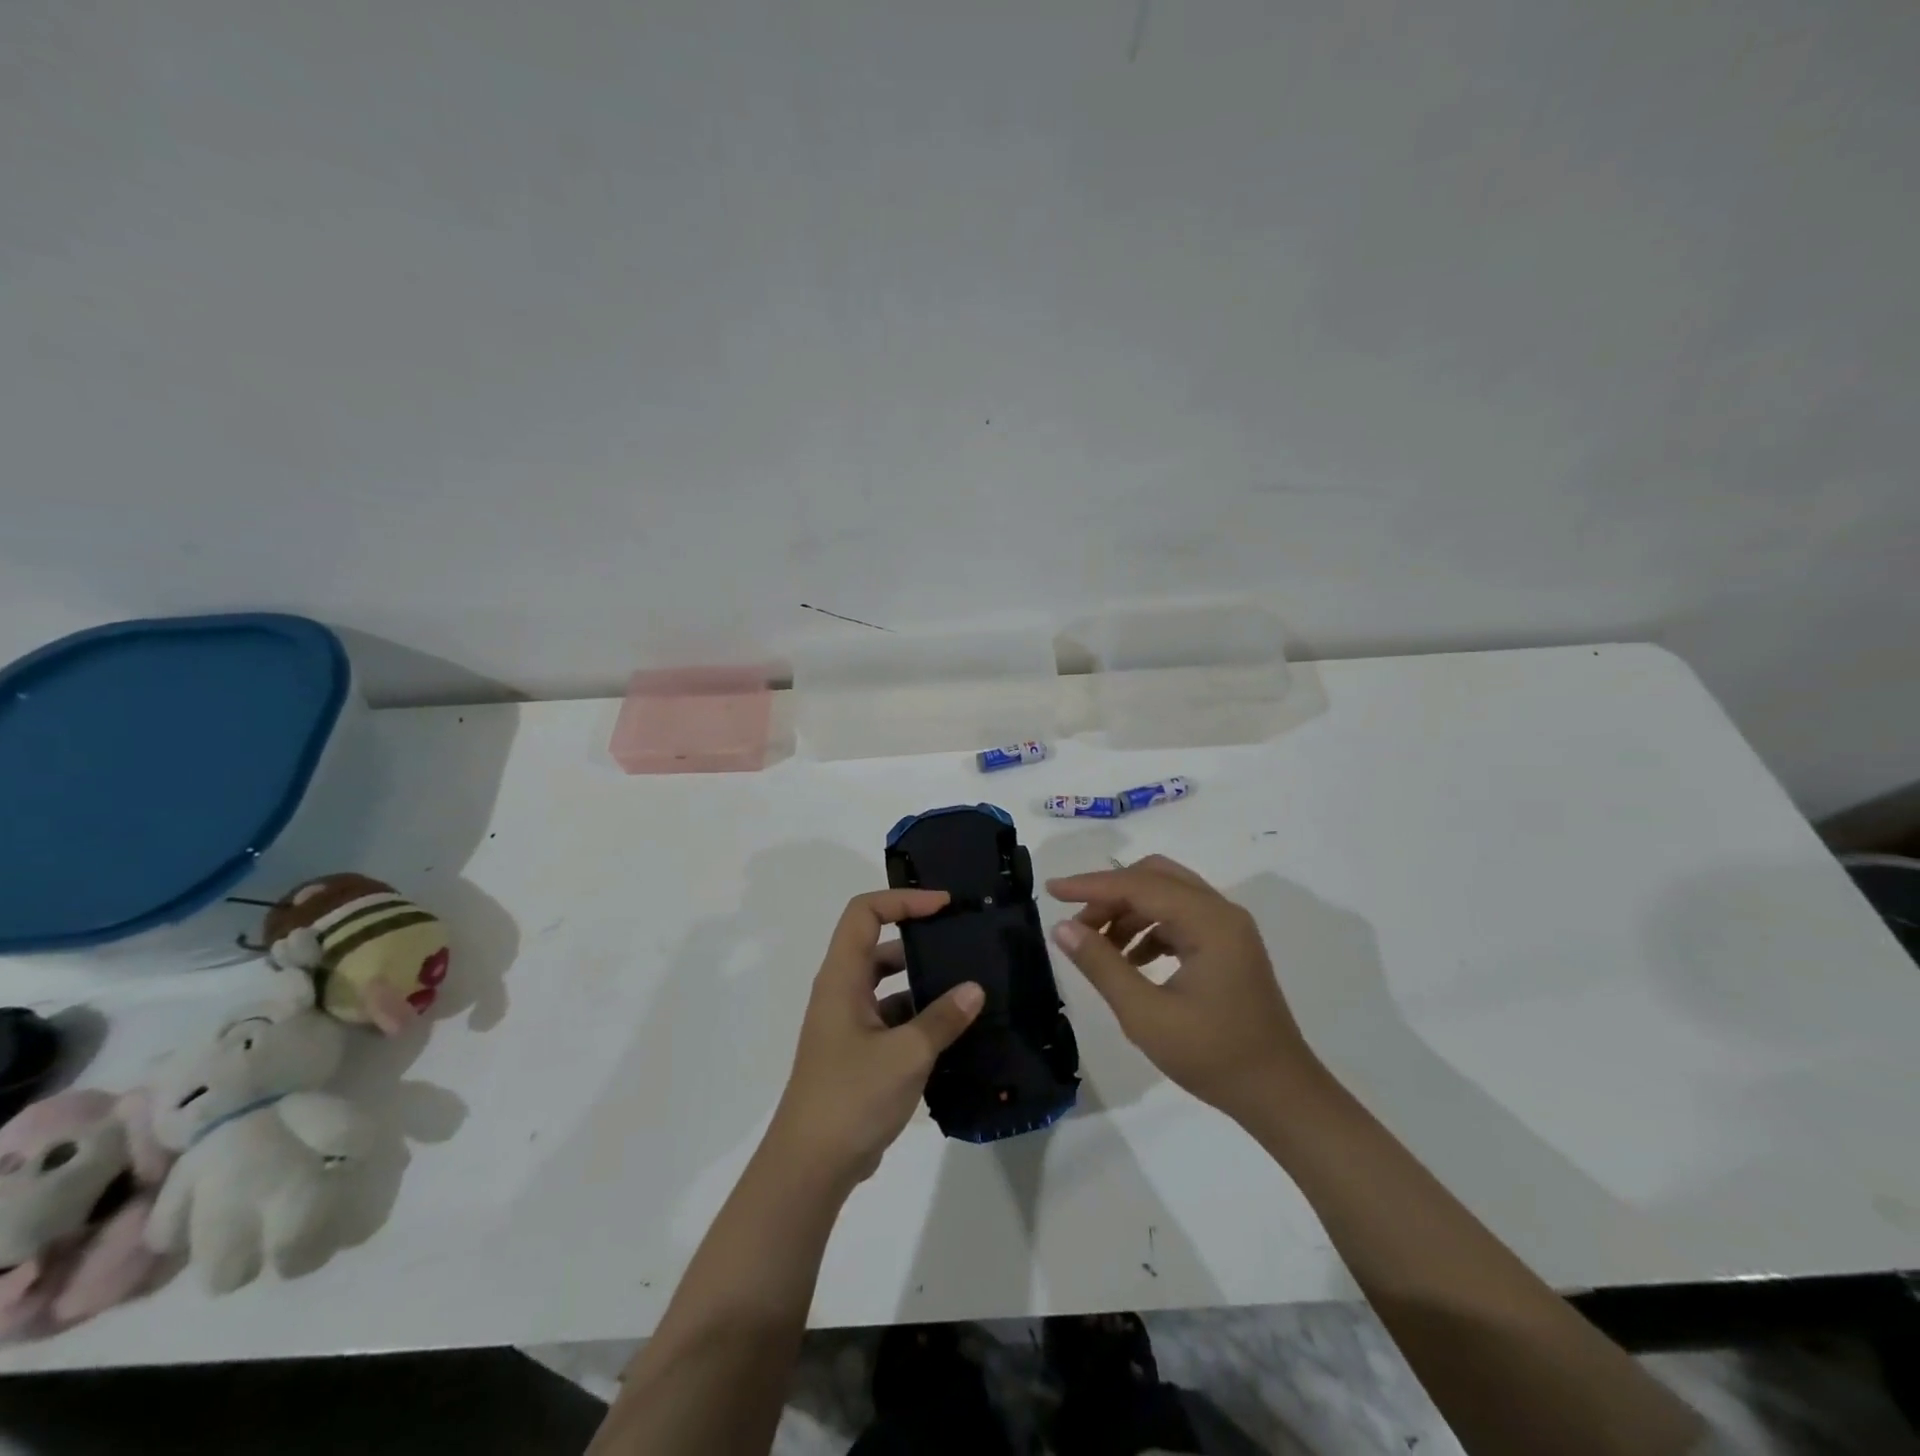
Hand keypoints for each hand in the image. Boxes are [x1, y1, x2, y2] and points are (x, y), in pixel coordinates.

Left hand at [767, 889, 984, 1190]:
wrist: (811, 1166)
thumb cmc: (852, 1096)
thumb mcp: (906, 1054)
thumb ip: (943, 1018)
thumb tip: (975, 989)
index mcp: (842, 978)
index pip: (865, 913)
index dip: (903, 900)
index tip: (943, 907)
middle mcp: (842, 992)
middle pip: (879, 945)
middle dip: (920, 939)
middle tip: (963, 942)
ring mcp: (849, 1024)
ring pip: (888, 984)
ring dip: (923, 982)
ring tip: (969, 986)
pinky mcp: (859, 1052)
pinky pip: (892, 1018)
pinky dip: (920, 1017)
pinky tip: (955, 1031)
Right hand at [1047, 856, 1318, 1123]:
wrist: (1280, 1095)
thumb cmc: (1213, 1057)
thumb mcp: (1146, 1015)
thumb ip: (1102, 965)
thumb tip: (1063, 928)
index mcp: (1209, 921)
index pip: (1139, 885)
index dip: (1091, 885)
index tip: (1052, 890)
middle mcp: (1221, 912)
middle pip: (1155, 877)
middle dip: (1111, 894)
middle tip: (1078, 923)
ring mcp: (1228, 928)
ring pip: (1166, 895)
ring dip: (1128, 911)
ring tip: (1097, 946)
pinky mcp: (1228, 946)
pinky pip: (1179, 917)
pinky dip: (1148, 928)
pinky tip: (1130, 961)